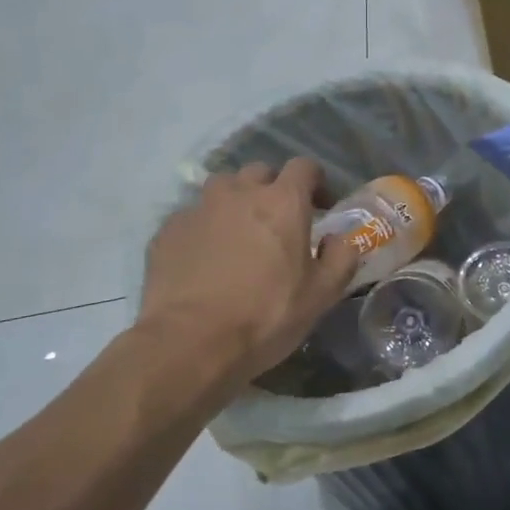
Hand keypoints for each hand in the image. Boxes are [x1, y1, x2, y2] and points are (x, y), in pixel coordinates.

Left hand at [139, 159, 359, 393]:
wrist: (189, 343)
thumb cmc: (266, 316)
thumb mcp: (322, 295)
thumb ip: (341, 258)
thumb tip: (339, 239)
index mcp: (283, 202)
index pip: (304, 166)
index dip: (316, 181)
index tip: (321, 207)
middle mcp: (239, 193)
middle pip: (260, 172)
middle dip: (273, 189)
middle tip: (279, 222)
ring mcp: (199, 209)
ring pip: (222, 189)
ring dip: (236, 202)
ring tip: (239, 234)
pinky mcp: (168, 231)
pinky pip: (193, 218)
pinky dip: (205, 229)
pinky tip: (205, 259)